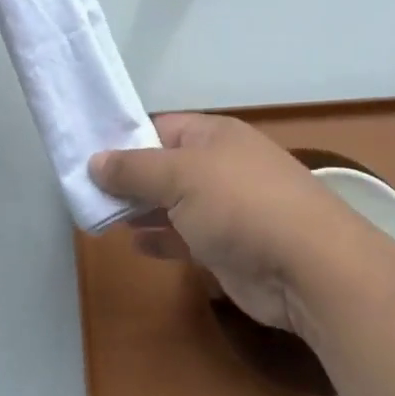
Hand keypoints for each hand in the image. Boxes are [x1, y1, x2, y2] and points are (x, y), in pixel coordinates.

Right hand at [88, 114, 359, 332]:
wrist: (309, 268)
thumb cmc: (240, 204)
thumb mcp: (180, 176)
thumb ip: (135, 169)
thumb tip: (95, 160)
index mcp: (213, 136)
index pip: (159, 128)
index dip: (125, 140)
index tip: (87, 157)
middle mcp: (220, 166)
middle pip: (165, 167)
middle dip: (128, 180)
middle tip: (86, 193)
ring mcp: (227, 208)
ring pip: (173, 204)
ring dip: (141, 211)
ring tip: (100, 218)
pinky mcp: (229, 248)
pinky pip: (186, 237)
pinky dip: (161, 239)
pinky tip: (135, 244)